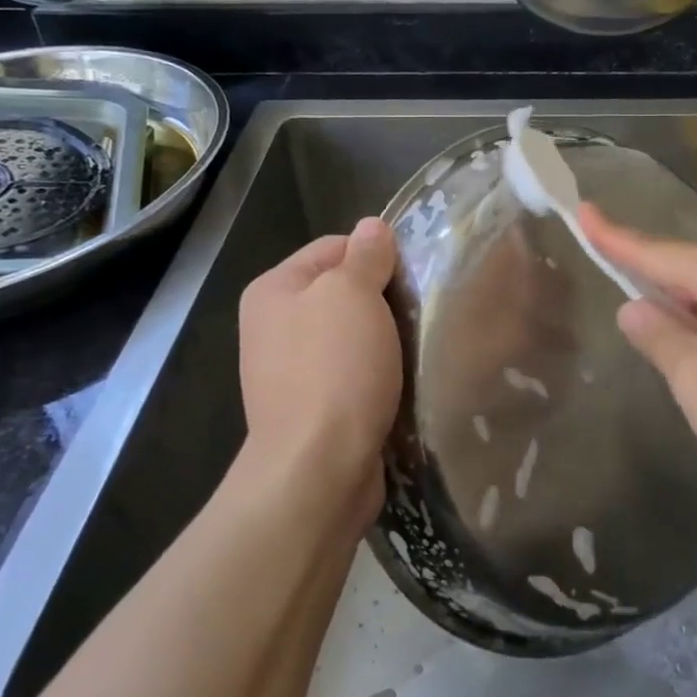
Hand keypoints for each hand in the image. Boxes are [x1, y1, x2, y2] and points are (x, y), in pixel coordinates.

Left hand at [237, 218, 402, 532]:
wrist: (318, 470)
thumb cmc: (334, 369)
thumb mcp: (353, 294)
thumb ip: (365, 255)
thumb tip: (372, 227)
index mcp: (274, 289)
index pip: (334, 246)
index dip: (376, 254)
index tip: (414, 274)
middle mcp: (274, 325)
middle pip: (343, 291)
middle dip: (384, 298)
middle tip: (423, 310)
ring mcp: (291, 370)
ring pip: (353, 335)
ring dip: (386, 338)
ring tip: (419, 345)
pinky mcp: (313, 408)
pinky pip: (353, 373)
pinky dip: (378, 373)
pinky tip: (403, 380)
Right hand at [579, 203, 696, 501]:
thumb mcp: (696, 380)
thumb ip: (659, 337)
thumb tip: (636, 306)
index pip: (658, 251)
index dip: (615, 237)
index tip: (584, 210)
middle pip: (695, 270)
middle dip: (660, 288)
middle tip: (633, 314)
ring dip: (694, 313)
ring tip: (677, 351)